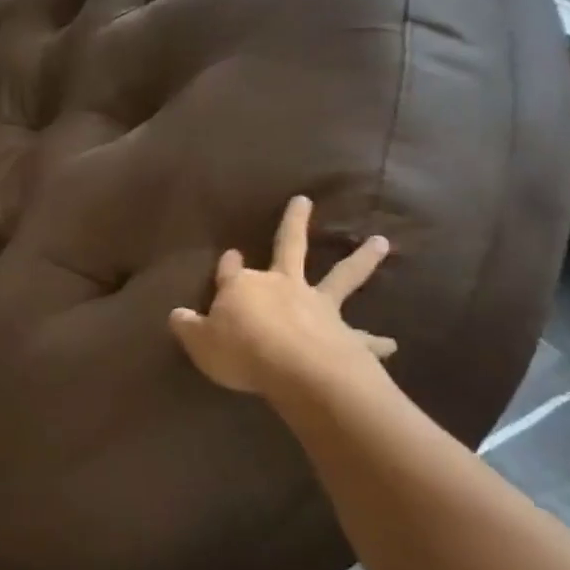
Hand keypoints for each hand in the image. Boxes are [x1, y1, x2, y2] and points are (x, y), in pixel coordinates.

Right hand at [169, 196, 395, 399]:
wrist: (295, 368)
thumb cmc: (241, 352)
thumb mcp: (199, 342)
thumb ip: (187, 326)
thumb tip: (177, 314)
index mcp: (243, 287)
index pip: (231, 269)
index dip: (229, 264)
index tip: (231, 254)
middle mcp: (282, 286)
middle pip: (289, 247)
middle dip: (293, 223)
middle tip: (304, 200)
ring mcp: (317, 305)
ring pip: (341, 276)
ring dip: (361, 259)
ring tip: (381, 242)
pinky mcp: (344, 333)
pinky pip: (363, 337)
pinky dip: (377, 341)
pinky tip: (392, 344)